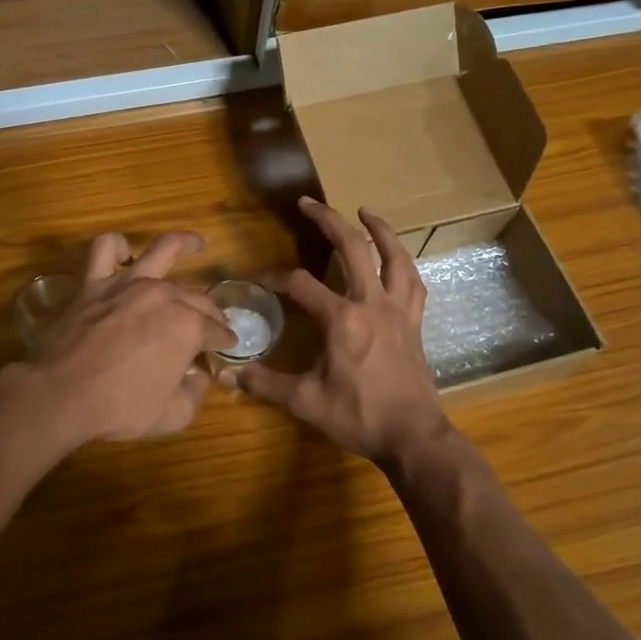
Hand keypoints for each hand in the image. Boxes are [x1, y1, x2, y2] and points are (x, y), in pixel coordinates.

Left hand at [26, 230, 234, 444]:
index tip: (224, 349)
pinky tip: (124, 254)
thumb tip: (199, 375)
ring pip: (163, 250)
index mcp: (188, 326)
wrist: (60, 395)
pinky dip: (116, 247)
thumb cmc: (119, 408)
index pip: (216, 331)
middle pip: (197, 297)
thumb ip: (195, 392)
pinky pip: (104, 250)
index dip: (223, 342)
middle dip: (211, 312)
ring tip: (198, 244)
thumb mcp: (173, 415)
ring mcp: (127, 284)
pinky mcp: (93, 283)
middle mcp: (164, 295)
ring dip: (186, 244)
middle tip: (212, 325)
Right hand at [227, 198, 453, 467]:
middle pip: (352, 249)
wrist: (413, 436)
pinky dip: (404, 264)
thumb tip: (226, 375)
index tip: (259, 282)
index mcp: (342, 319)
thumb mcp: (305, 401)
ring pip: (394, 257)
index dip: (275, 278)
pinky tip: (396, 258)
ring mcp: (398, 310)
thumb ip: (264, 383)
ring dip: (379, 230)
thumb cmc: (359, 417)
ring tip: (365, 211)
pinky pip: (413, 283)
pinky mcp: (414, 322)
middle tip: (309, 203)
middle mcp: (371, 304)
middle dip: (328, 221)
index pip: (300, 285)